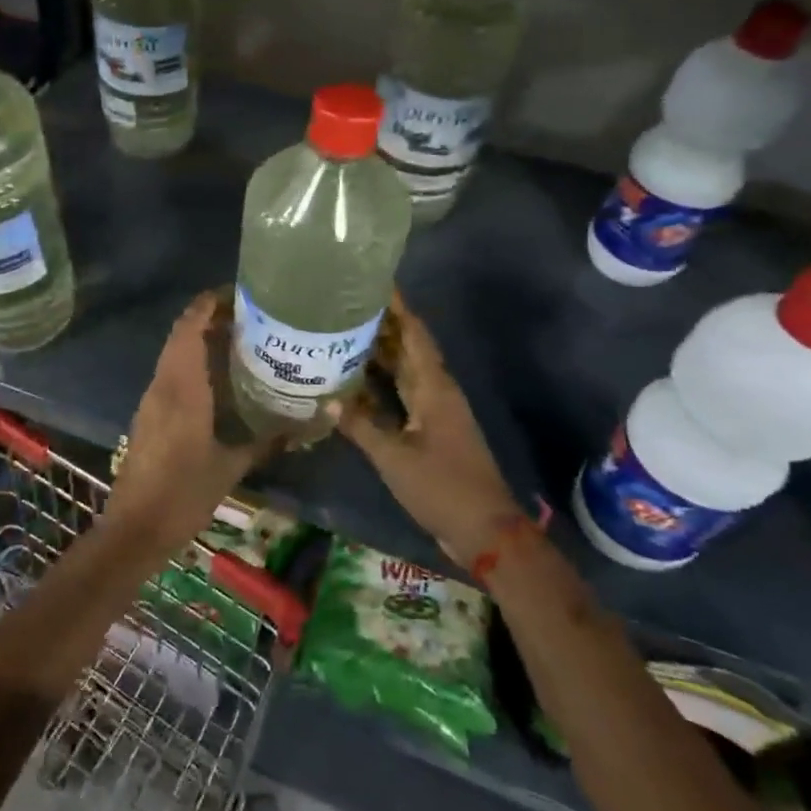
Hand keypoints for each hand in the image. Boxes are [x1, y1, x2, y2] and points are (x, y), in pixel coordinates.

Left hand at [108, 290, 280, 554]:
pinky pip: (171, 373)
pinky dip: (192, 362)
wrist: (135, 527)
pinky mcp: (149, 414)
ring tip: (241, 341)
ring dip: (200, 339)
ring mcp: (151, 399)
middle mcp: (163, 383)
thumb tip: (326, 414)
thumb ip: (275, 437)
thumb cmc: (185, 493)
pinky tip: (219, 379)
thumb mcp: (234, 464)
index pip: (190, 325)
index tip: (241, 293)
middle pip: (181, 334)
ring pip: (174, 353)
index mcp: (182, 386)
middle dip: (211, 318)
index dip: (209, 302)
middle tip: (251, 317)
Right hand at [336, 296, 524, 567]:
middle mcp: (436, 390)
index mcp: (434, 387)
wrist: (484, 529)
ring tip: (343, 332)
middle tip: (344, 304)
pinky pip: (402, 394)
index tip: (373, 282)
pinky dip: (380, 383)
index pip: (414, 334)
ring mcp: (435, 410)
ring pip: (404, 371)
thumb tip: (327, 400)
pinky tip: (354, 382)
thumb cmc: (442, 487)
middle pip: (408, 347)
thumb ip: (361, 426)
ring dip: (379, 353)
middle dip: (381, 324)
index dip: (397, 307)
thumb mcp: (394, 457)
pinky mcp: (430, 429)